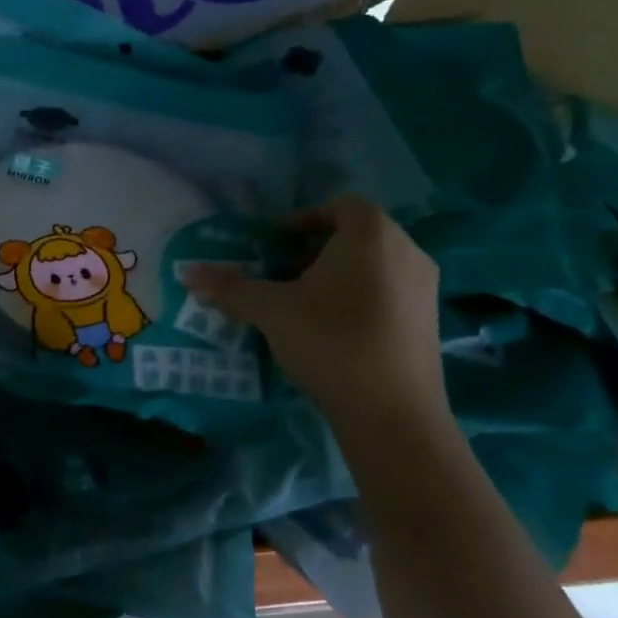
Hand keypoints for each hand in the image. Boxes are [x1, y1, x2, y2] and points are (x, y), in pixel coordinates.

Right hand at [188, 195, 446, 437]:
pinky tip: (334, 332)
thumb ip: (231, 288)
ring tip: (305, 306)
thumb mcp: (272, 311)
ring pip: (374, 266)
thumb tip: (188, 274)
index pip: (340, 205)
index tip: (275, 243)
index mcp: (371, 233)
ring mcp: (424, 287)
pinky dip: (360, 298)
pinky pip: (389, 292)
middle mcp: (406, 250)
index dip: (304, 219)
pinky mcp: (430, 321)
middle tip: (283, 276)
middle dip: (315, 251)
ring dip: (337, 276)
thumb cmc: (330, 342)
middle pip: (356, 236)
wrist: (392, 412)